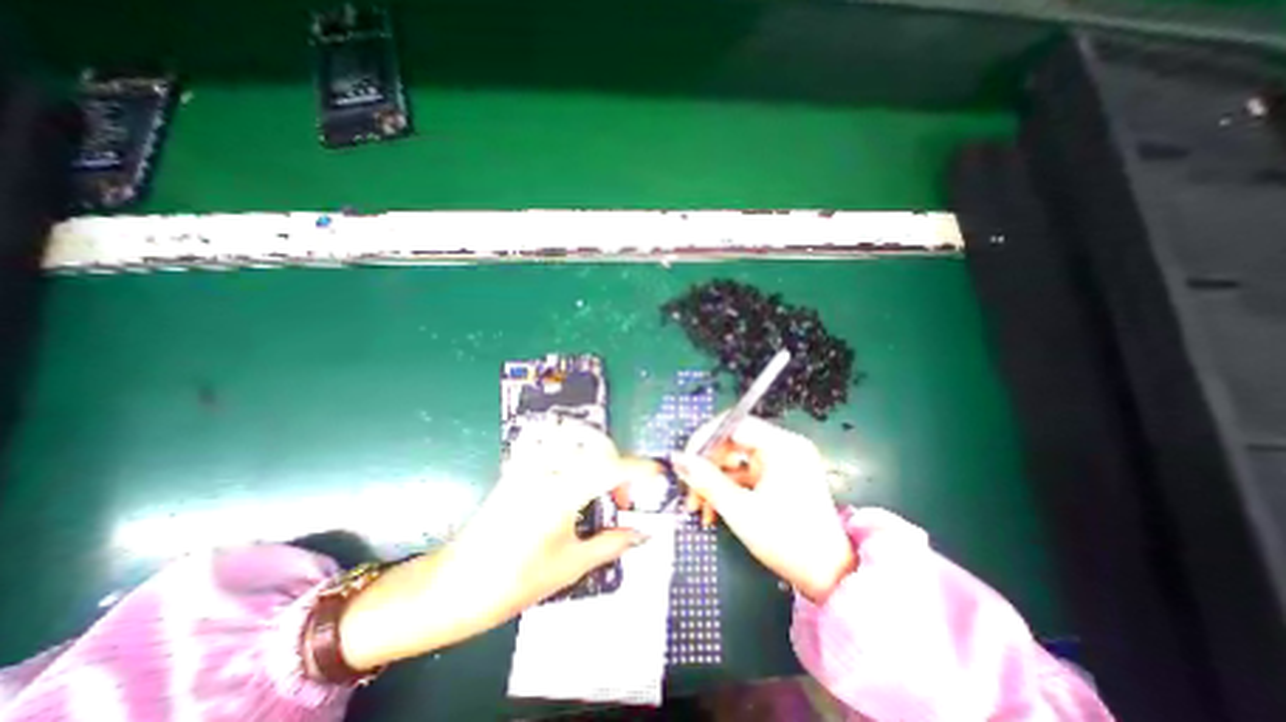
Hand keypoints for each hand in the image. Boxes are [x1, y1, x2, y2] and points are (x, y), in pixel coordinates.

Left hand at [335, 416, 643, 669]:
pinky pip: (555, 446)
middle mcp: (546, 468)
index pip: (611, 468)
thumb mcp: (571, 564)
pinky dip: (576, 454)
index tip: (659, 472)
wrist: (456, 585)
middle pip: (597, 448)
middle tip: (622, 500)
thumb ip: (612, 544)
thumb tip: (643, 534)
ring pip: (577, 441)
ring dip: (599, 457)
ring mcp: (529, 464)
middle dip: (620, 468)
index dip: (640, 468)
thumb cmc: (515, 580)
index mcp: (561, 492)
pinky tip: (577, 480)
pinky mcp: (518, 467)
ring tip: (601, 490)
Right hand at [669, 418, 857, 601]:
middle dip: (707, 465)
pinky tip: (713, 509)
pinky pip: (746, 471)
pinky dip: (728, 487)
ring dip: (714, 479)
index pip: (733, 424)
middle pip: (733, 441)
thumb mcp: (740, 510)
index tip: (685, 461)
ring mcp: (783, 460)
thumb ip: (706, 480)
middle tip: (688, 489)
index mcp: (782, 446)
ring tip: (697, 506)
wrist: (830, 578)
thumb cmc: (787, 542)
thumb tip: (676, 458)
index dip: (704, 438)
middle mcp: (784, 445)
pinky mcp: (780, 475)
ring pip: (735, 458)